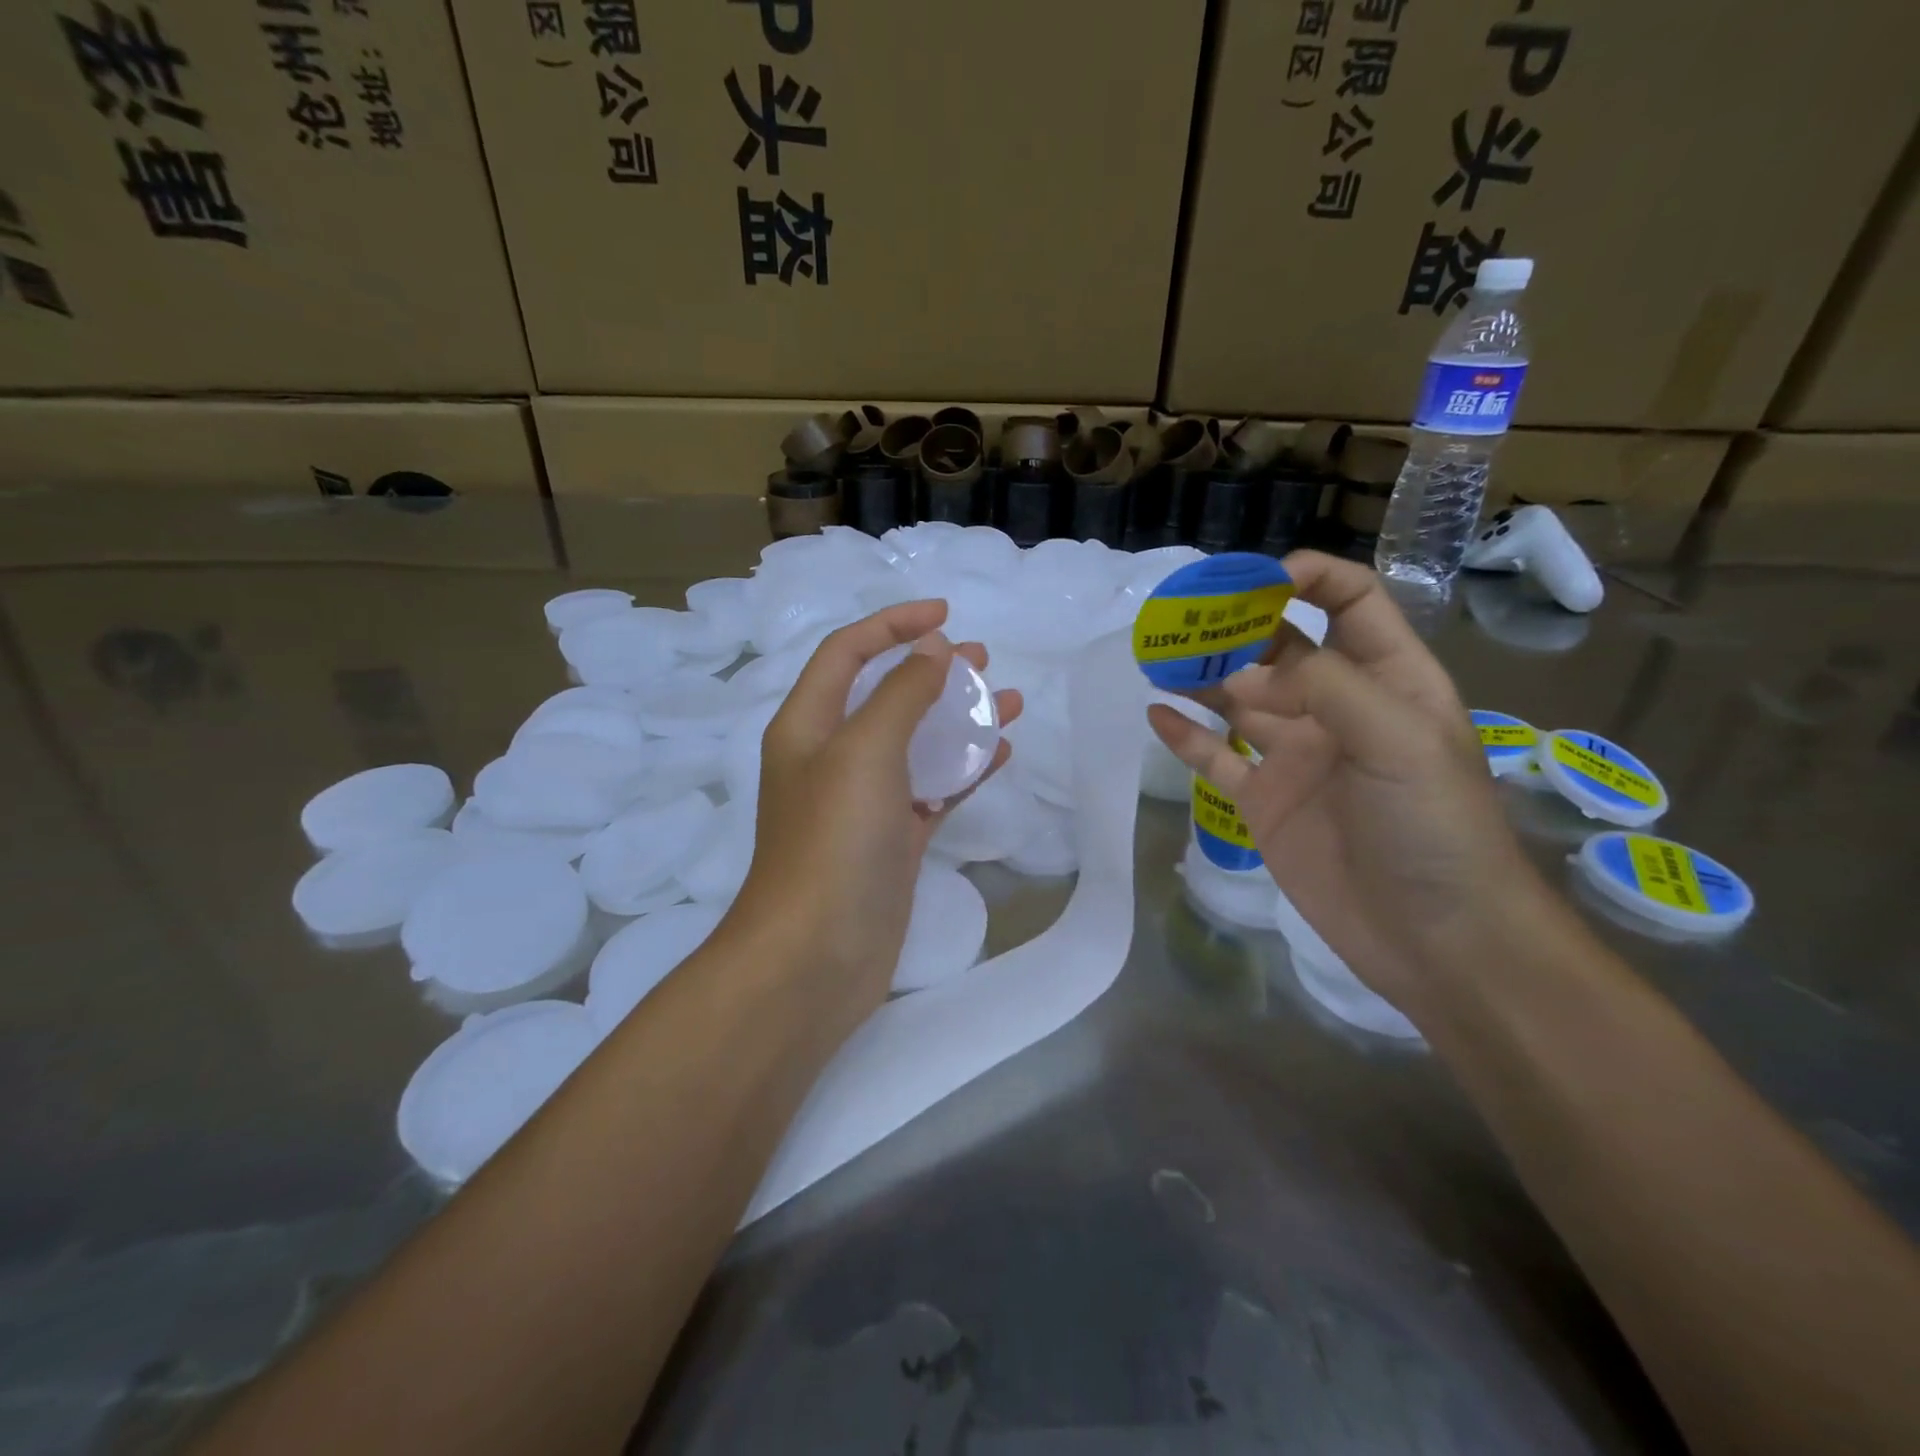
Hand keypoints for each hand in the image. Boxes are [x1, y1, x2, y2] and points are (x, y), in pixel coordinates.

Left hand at [734, 600, 1020, 1042]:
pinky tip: (1001, 755)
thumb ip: (901, 693)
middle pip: (885, 694)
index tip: (946, 614)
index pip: (847, 652)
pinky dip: (964, 770)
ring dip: (959, 719)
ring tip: (1008, 701)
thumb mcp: (864, 750)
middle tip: (983, 660)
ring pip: (916, 743)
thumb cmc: (833, 840)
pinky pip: (932, 789)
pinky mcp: (892, 839)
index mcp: (808, 724)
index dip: (893, 624)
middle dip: (933, 670)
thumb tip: (934, 649)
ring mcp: (864, 802)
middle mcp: (832, 756)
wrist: (815, 956)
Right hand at [1148, 552, 1534, 1022]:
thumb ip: (1324, 686)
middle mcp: (1337, 709)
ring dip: (1200, 675)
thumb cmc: (1434, 826)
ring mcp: (1295, 756)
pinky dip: (1185, 736)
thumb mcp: (1398, 737)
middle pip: (1280, 647)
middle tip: (1181, 615)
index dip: (1306, 578)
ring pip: (1238, 700)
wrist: (1435, 937)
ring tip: (1157, 655)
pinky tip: (1155, 713)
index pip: (1349, 603)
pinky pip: (1215, 759)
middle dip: (1235, 625)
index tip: (1252, 580)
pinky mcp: (1263, 801)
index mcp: (1387, 679)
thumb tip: (1246, 668)